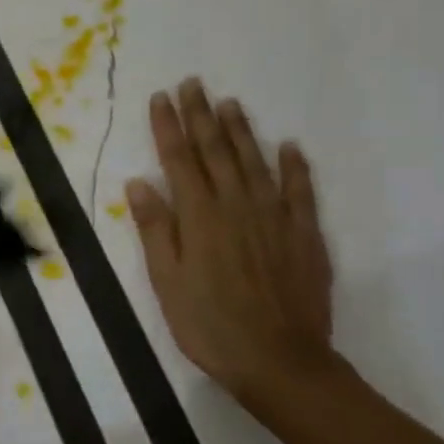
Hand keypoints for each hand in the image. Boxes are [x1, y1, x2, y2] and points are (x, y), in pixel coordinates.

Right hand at [126, 78, 335, 403]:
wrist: (279, 360)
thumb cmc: (208, 324)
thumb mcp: (166, 281)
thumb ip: (155, 229)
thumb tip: (139, 182)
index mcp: (198, 217)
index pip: (178, 160)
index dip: (168, 127)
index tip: (161, 97)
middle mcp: (236, 205)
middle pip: (215, 151)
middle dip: (201, 115)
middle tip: (193, 83)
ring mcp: (274, 217)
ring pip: (254, 161)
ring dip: (240, 130)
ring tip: (230, 103)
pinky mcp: (304, 234)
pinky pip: (299, 190)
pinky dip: (294, 165)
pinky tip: (289, 146)